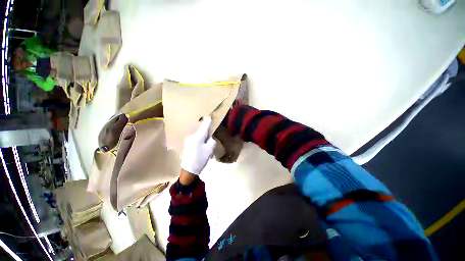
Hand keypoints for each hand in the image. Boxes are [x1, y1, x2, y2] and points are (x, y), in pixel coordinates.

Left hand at [181, 116, 216, 174]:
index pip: (204, 125)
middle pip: (200, 128)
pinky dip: (200, 136)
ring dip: (203, 132)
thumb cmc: (200, 159)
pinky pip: (195, 137)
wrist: (188, 170)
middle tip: (210, 124)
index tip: (210, 114)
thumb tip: (210, 137)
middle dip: (205, 126)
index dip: (208, 120)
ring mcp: (188, 140)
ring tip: (207, 134)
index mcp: (198, 137)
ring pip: (198, 133)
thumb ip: (212, 141)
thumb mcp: (209, 150)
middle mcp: (192, 136)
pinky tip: (202, 140)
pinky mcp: (187, 144)